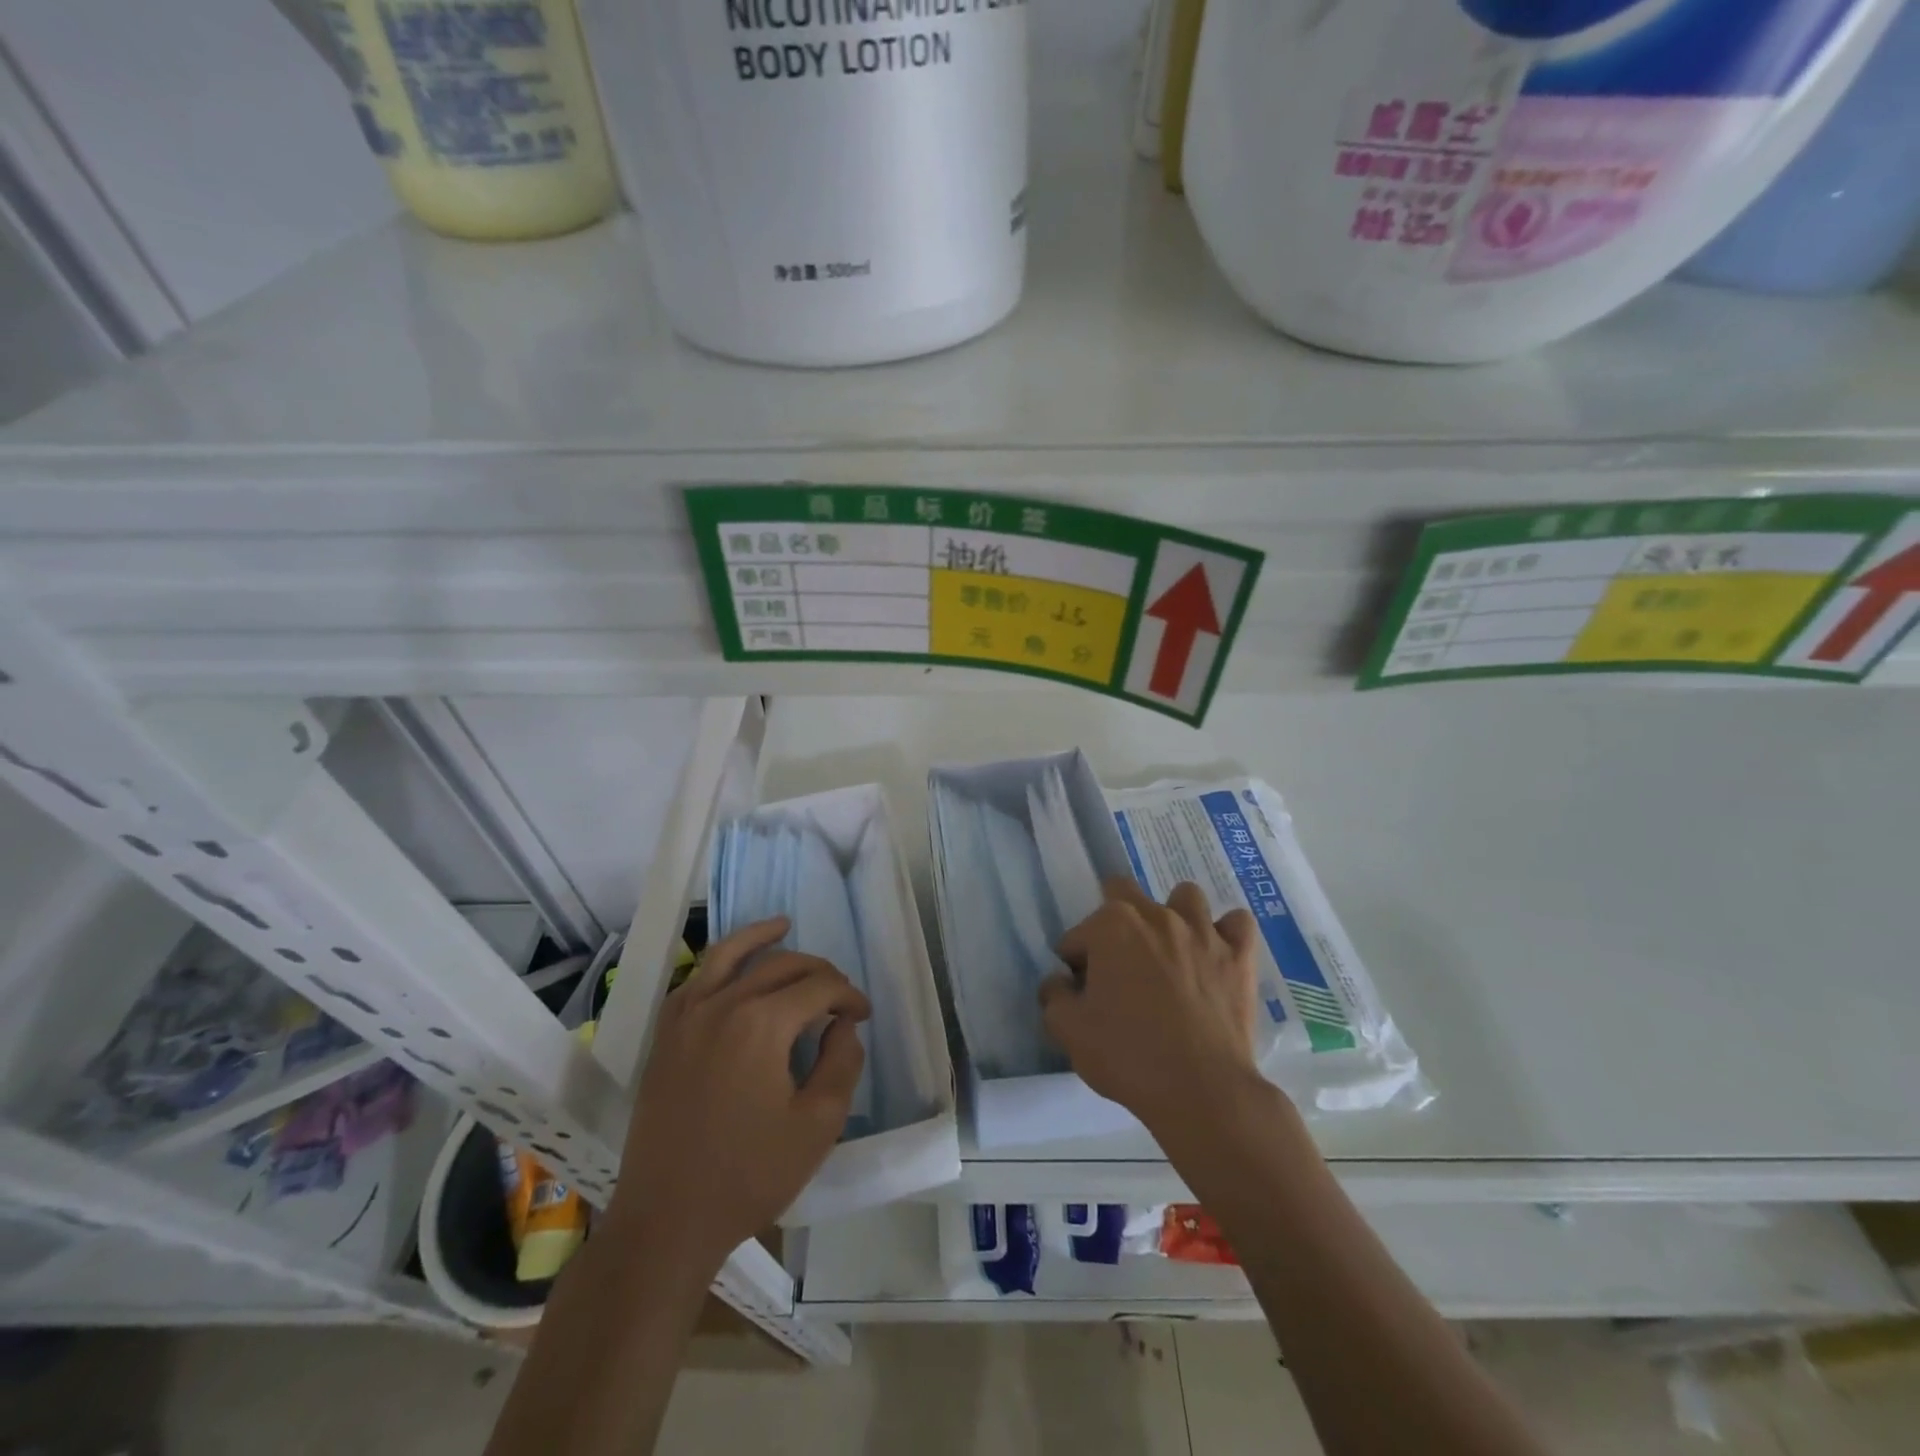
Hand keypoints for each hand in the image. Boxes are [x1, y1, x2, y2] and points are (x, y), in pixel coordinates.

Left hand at [611, 917, 868, 1271]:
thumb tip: (842, 1025)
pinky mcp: (666, 1034)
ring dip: (762, 938)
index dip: (849, 996)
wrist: (666, 1219)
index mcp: (763, 1023)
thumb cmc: (749, 1175)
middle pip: (782, 965)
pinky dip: (720, 963)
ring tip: (783, 924)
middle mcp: (723, 1004)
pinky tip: (735, 968)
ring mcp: (687, 1015)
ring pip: (730, 955)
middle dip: (819, 972)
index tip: (863, 1017)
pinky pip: (696, 979)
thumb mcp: (818, 1125)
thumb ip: (841, 1063)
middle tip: (839, 996)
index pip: (819, 987)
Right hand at [1042, 878, 1263, 1141]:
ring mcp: (1202, 931)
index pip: (1079, 935)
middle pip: (1125, 894)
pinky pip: (1238, 923)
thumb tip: (1059, 982)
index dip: (1076, 963)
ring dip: (1173, 916)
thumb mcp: (1069, 1031)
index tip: (1083, 992)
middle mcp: (1156, 915)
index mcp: (1111, 926)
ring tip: (1169, 951)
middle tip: (1118, 963)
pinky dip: (1226, 932)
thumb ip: (1054, 996)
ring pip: (1186, 897)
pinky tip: (1216, 953)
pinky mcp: (1238, 956)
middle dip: (1114, 921)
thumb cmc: (1128, 1055)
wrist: (1201, 1090)